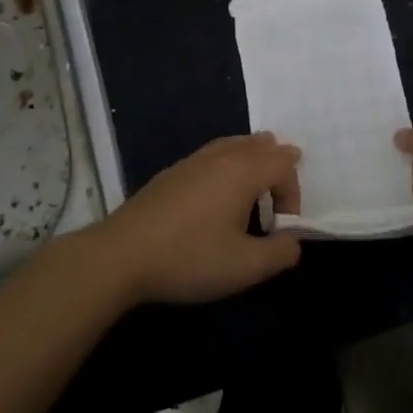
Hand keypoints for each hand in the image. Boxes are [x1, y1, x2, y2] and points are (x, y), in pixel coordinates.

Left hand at [94, 133, 303, 304]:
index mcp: (243, 170)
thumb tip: (293, 241)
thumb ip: (280, 253)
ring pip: (235, 146)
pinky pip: (212, 157)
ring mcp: (192, 160)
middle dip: (275, 169)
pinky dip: (226, 170)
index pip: (285, 162)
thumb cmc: (189, 258)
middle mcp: (221, 155)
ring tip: (248, 199)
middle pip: (261, 144)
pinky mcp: (171, 173)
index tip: (280, 228)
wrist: (120, 256)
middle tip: (272, 203)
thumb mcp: (245, 267)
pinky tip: (213, 203)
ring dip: (251, 167)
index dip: (293, 193)